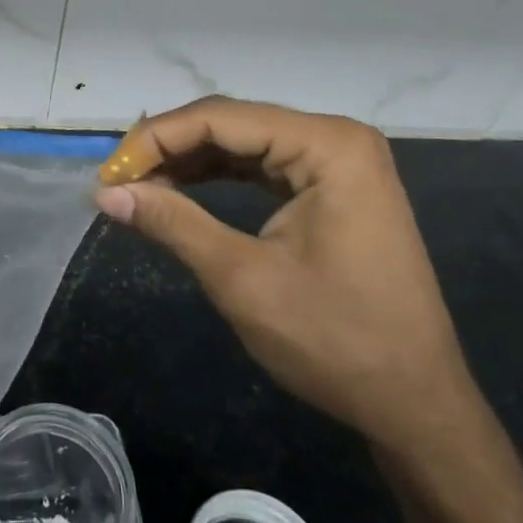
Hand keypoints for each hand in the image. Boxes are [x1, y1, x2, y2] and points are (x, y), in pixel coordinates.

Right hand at [95, 97, 472, 454]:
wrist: (416, 404)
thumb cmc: (335, 340)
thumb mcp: (242, 279)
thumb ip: (173, 223)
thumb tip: (106, 192)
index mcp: (327, 145)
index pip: (220, 118)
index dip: (155, 139)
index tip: (109, 173)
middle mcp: (336, 138)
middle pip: (232, 123)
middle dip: (169, 148)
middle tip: (117, 180)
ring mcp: (339, 162)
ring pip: (244, 143)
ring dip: (189, 162)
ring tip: (138, 186)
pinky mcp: (333, 188)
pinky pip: (263, 167)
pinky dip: (218, 178)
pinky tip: (179, 190)